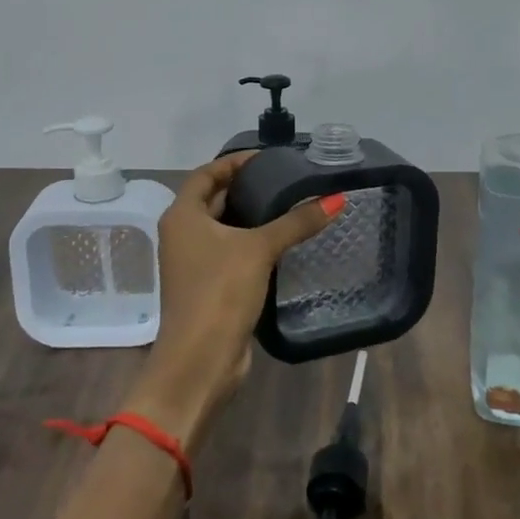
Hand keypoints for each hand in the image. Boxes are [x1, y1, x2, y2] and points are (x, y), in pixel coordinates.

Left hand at [127, 152, 343, 447]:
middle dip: (246, 188)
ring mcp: (192, 263)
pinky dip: (251, 243)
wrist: (200, 360)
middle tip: (284, 180)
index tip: (267, 158)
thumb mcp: (260, 249)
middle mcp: (182, 234)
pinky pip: (230, 253)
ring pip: (223, 228)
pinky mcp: (207, 286)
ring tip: (289, 206)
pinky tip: (282, 243)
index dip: (234, 162)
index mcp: (183, 216)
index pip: (206, 174)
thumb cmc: (220, 292)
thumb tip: (336, 198)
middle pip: (214, 199)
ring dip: (251, 217)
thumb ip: (297, 222)